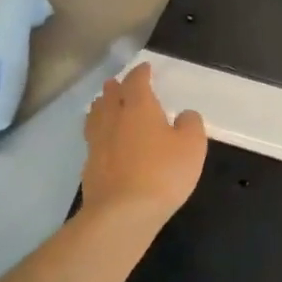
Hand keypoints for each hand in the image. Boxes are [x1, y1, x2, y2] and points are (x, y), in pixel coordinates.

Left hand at [80, 63, 206, 226]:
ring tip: (104, 104)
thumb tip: (184, 115)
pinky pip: (93, 139)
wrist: (122, 213)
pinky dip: (98, 132)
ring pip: (95, 116)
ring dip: (101, 106)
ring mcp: (97, 143)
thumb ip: (190, 124)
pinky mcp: (90, 166)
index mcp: (139, 107)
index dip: (141, 73)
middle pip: (110, 96)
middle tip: (119, 83)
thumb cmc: (163, 172)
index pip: (137, 82)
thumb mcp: (192, 146)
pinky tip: (103, 140)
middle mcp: (113, 119)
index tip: (145, 68)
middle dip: (116, 87)